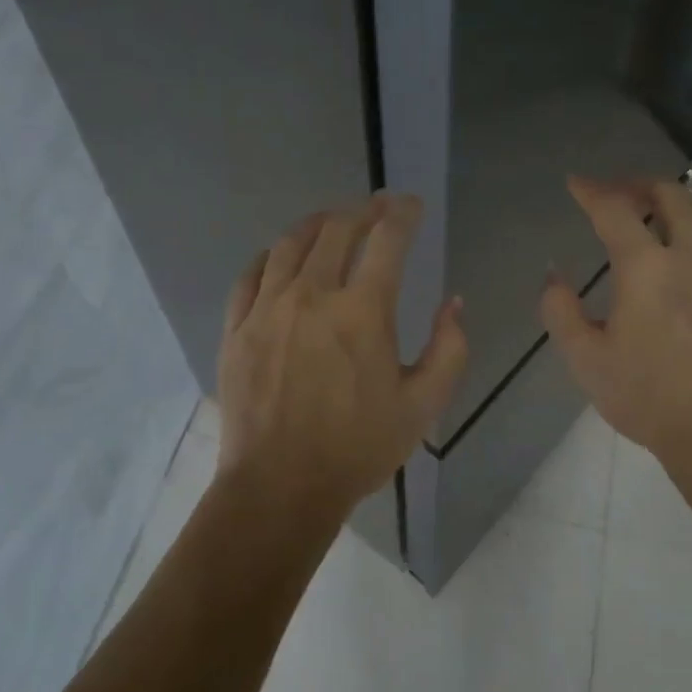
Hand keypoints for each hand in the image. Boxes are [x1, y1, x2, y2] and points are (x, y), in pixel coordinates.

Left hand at [217, 194, 466, 516]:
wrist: (280, 486)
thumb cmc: (358, 448)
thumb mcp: (423, 406)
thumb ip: (449, 349)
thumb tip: (453, 303)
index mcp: (363, 312)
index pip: (386, 240)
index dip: (403, 214)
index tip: (411, 205)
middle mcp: (312, 296)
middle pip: (337, 230)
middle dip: (363, 210)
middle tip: (377, 207)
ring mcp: (267, 309)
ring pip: (290, 244)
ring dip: (316, 224)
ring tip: (331, 220)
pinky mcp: (237, 329)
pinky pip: (250, 275)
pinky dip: (270, 256)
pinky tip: (279, 257)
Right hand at [541, 177, 691, 488]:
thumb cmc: (647, 398)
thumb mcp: (585, 359)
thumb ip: (560, 310)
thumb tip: (554, 275)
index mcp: (647, 269)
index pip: (614, 210)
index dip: (591, 191)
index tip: (575, 184)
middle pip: (668, 196)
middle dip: (636, 186)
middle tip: (615, 196)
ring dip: (673, 202)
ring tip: (653, 216)